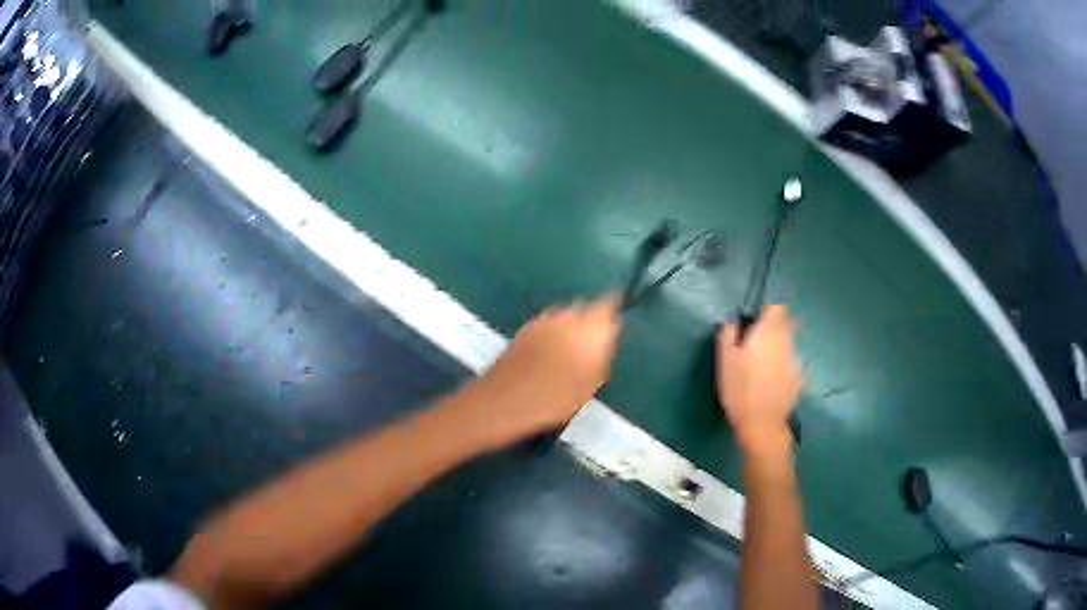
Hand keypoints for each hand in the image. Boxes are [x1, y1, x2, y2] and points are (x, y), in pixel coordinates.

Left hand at [455, 296, 621, 443]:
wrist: (504, 401)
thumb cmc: (555, 399)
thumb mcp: (591, 384)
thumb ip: (602, 357)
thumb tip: (607, 341)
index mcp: (590, 327)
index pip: (609, 306)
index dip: (615, 311)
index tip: (619, 321)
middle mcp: (567, 315)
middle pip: (587, 309)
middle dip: (594, 321)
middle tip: (598, 343)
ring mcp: (543, 319)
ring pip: (567, 316)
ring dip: (573, 326)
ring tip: (574, 352)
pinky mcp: (525, 329)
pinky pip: (549, 325)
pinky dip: (555, 333)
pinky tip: (552, 355)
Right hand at [717, 305, 802, 454]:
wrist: (762, 424)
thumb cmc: (740, 390)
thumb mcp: (725, 360)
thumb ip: (728, 333)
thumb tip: (734, 318)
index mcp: (768, 332)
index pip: (776, 306)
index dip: (766, 307)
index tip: (754, 315)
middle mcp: (786, 340)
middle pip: (783, 322)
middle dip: (771, 324)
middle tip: (753, 338)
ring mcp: (794, 359)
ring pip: (786, 341)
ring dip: (775, 344)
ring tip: (759, 361)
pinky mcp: (797, 376)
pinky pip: (789, 360)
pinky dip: (780, 362)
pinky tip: (769, 378)